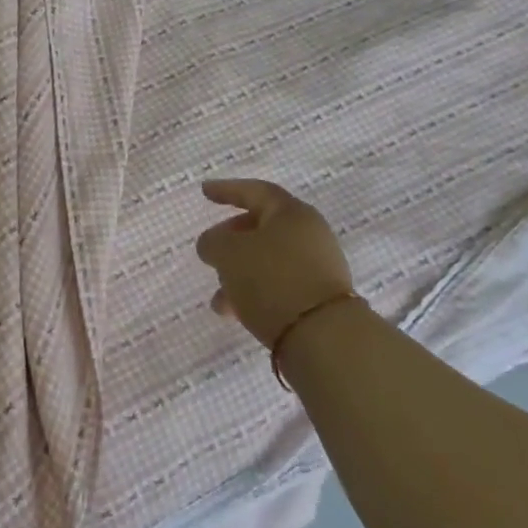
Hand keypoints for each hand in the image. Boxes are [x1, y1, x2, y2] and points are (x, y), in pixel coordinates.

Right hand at [196, 180, 354, 346]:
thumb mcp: (228, 253)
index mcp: (291, 213)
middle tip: (210, 251)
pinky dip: (255, 291)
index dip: (227, 190)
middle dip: (232, 239)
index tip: (204, 191)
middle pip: (262, 227)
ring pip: (268, 260)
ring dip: (239, 273)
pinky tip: (236, 313)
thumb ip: (213, 241)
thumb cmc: (271, 279)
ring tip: (218, 300)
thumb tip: (213, 243)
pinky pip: (279, 284)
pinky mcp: (319, 298)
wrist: (323, 337)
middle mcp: (309, 234)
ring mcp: (318, 267)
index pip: (255, 191)